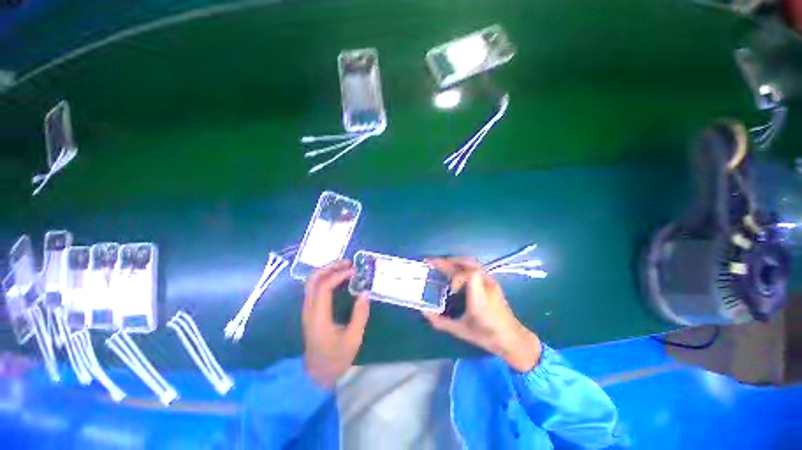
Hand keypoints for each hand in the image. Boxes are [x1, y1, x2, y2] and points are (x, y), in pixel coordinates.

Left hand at [302, 260, 369, 387]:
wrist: (316, 375)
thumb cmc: (336, 358)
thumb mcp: (353, 338)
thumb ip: (360, 314)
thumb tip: (365, 292)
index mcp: (318, 316)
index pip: (324, 287)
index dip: (339, 275)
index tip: (354, 271)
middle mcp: (309, 309)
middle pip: (313, 279)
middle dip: (330, 267)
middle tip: (348, 263)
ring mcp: (307, 310)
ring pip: (311, 282)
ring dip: (327, 271)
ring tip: (344, 268)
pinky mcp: (309, 311)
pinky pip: (314, 288)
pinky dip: (325, 278)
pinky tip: (337, 279)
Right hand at [423, 258, 541, 371]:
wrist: (513, 339)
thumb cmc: (487, 336)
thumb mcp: (461, 331)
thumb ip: (441, 322)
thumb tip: (424, 312)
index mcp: (481, 298)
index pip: (471, 274)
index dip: (457, 277)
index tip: (450, 291)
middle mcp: (487, 285)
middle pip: (470, 263)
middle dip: (449, 261)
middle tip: (432, 261)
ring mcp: (491, 282)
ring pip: (473, 263)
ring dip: (455, 261)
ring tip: (441, 263)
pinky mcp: (491, 283)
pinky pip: (475, 268)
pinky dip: (462, 266)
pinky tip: (453, 272)